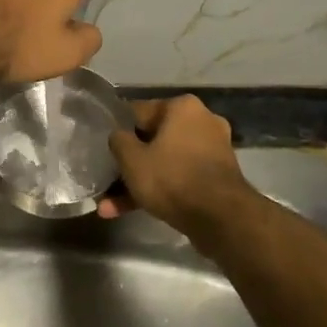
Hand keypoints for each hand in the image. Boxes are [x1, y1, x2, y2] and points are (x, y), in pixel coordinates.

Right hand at [103, 95, 260, 231]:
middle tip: (108, 180)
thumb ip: (118, 141)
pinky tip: (134, 211)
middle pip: (153, 139)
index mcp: (182, 107)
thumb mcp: (132, 159)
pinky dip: (161, 190)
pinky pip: (180, 177)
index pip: (138, 112)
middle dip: (129, 164)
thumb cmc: (172, 178)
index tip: (104, 147)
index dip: (117, 130)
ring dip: (140, 182)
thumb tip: (118, 136)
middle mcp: (202, 121)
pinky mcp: (217, 177)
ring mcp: (213, 151)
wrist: (222, 220)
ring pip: (165, 162)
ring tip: (110, 207)